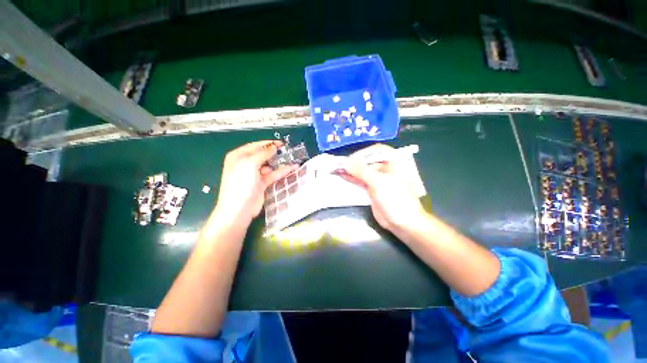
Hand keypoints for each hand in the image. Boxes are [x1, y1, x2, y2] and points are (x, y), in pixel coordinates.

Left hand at [213, 141, 296, 225]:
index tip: (281, 143)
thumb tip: (273, 146)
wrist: (239, 209)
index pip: (255, 146)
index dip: (268, 143)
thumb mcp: (250, 164)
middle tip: (288, 150)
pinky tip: (291, 168)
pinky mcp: (262, 183)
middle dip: (275, 153)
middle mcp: (246, 164)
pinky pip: (273, 175)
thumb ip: (262, 153)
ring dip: (280, 162)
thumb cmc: (240, 184)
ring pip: (269, 165)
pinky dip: (281, 172)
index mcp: (238, 156)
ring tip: (292, 158)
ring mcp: (254, 174)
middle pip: (263, 155)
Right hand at [342, 144, 426, 231]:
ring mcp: (379, 179)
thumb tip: (345, 161)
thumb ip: (361, 170)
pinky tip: (341, 176)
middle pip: (367, 160)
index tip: (350, 158)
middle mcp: (386, 168)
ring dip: (350, 170)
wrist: (402, 223)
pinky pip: (360, 180)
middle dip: (353, 162)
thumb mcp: (378, 182)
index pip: (376, 150)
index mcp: (394, 161)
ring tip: (336, 168)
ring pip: (362, 171)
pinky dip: (351, 178)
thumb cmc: (395, 199)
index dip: (362, 153)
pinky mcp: (373, 188)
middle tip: (338, 163)